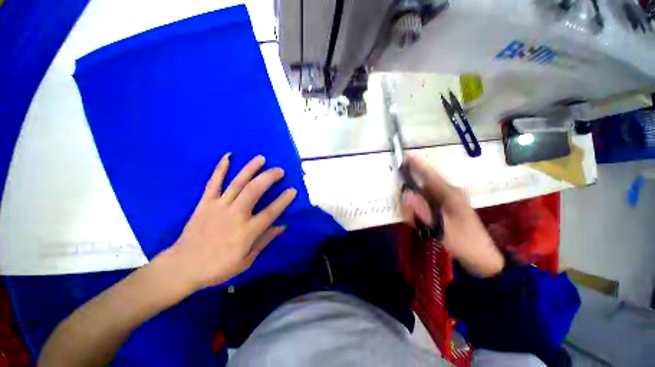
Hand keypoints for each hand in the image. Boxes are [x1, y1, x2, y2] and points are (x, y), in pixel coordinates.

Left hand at [159, 154, 296, 290]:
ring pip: (237, 183)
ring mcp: (218, 207)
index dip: (283, 200)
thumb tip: (282, 226)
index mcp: (246, 232)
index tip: (293, 190)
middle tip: (280, 170)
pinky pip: (213, 183)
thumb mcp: (246, 260)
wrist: (182, 267)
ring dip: (250, 169)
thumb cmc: (217, 267)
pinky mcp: (204, 203)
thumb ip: (265, 240)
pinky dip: (220, 169)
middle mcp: (234, 215)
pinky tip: (228, 157)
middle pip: (254, 191)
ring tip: (261, 158)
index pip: (270, 212)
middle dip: (269, 177)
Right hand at [400, 155, 503, 276]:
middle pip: (422, 187)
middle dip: (411, 197)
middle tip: (409, 215)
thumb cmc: (464, 242)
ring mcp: (446, 202)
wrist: (482, 258)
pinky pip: (426, 206)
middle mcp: (447, 194)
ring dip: (415, 209)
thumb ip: (422, 211)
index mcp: (450, 194)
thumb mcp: (442, 228)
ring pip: (422, 198)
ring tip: (416, 225)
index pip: (430, 175)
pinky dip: (419, 214)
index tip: (405, 156)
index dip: (417, 165)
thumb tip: (405, 194)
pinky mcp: (444, 210)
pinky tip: (421, 226)